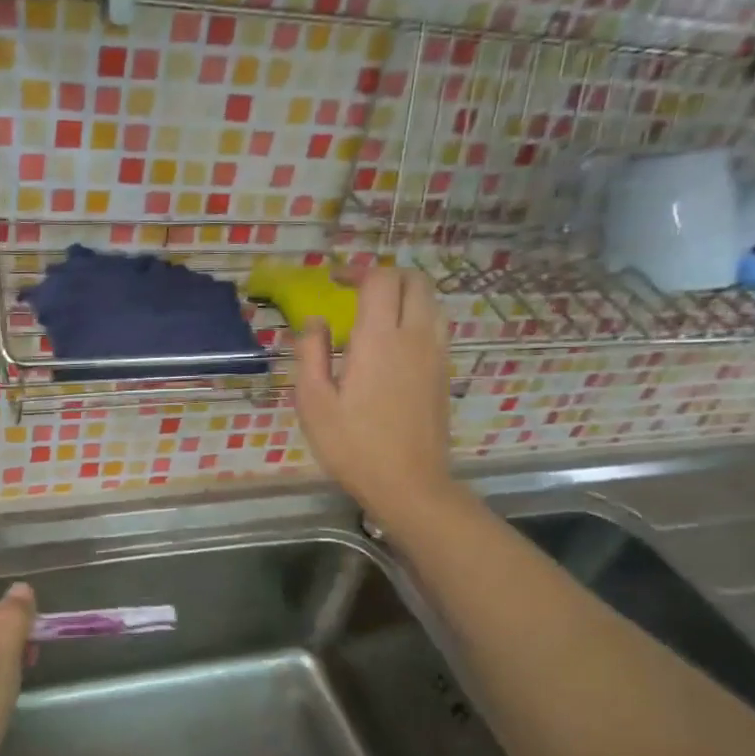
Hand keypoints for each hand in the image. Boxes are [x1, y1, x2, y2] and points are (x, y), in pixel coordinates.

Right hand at [295, 267, 454, 527]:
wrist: (410, 484)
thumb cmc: (353, 446)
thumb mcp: (314, 402)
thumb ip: (311, 354)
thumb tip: (314, 323)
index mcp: (379, 339)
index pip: (380, 280)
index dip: (357, 271)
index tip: (335, 281)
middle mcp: (415, 336)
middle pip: (414, 281)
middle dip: (385, 276)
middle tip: (357, 290)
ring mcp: (436, 354)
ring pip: (430, 301)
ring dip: (405, 295)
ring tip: (376, 312)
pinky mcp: (444, 373)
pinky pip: (435, 326)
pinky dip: (415, 317)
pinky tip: (392, 343)